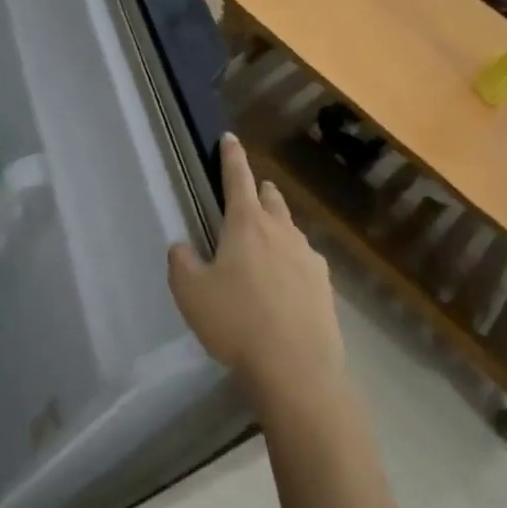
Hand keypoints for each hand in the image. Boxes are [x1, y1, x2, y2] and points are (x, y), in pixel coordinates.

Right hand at [168, 132, 341, 409]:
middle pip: (271, 199)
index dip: (231, 157)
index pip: (238, 179)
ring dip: (276, 225)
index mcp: (246, 225)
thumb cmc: (235, 323)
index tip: (230, 138)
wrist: (296, 369)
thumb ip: (181, 262)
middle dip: (258, 190)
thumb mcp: (190, 292)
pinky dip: (290, 260)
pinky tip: (283, 283)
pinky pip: (303, 260)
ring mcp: (308, 258)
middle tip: (247, 193)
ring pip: (290, 229)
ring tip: (263, 243)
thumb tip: (183, 247)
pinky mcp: (324, 286)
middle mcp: (281, 232)